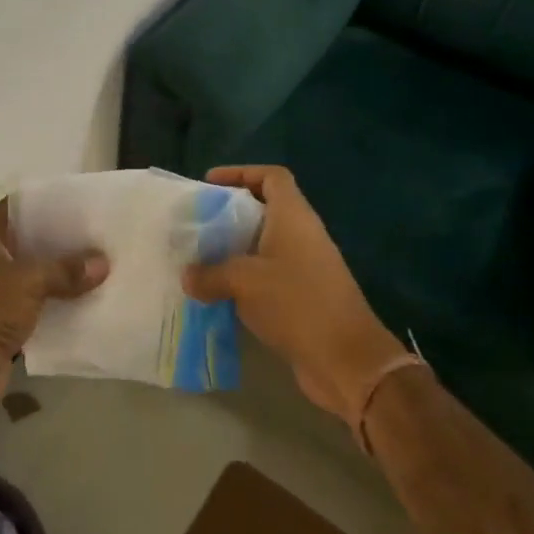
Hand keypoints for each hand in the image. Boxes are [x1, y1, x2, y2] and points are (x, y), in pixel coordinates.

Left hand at [0, 198, 108, 420]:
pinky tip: (88, 299)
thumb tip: (103, 262)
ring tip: (102, 265)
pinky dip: (58, 302)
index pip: (18, 208)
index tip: (83, 205)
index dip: (49, 204)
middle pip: (29, 241)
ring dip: (62, 274)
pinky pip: (36, 303)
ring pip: (34, 274)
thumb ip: (66, 269)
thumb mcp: (29, 280)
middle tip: (100, 236)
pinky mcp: (2, 321)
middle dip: (62, 241)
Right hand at [182, 165, 407, 426]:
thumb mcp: (244, 282)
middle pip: (265, 209)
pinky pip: (267, 276)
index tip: (210, 184)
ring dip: (233, 249)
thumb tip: (187, 276)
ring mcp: (305, 267)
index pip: (272, 176)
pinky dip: (243, 279)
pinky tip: (217, 293)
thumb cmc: (297, 304)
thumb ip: (210, 274)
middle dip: (229, 214)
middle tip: (196, 224)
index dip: (241, 172)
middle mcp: (302, 235)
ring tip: (199, 258)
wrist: (346, 360)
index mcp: (293, 217)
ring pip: (264, 245)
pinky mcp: (303, 297)